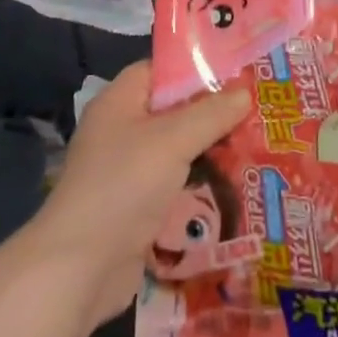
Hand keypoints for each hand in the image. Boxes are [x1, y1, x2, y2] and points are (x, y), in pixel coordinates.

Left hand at [33, 62, 249, 330]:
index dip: (196, 69)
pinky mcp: (136, 207)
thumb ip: (211, 114)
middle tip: (256, 113)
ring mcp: (127, 171)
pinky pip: (174, 183)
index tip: (237, 74)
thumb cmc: (124, 185)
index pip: (160, 70)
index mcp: (119, 101)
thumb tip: (245, 92)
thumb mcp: (173, 140)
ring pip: (176, 149)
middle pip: (173, 111)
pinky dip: (199, 183)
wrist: (81, 267)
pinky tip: (233, 185)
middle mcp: (121, 130)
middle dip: (212, 113)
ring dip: (209, 150)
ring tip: (254, 146)